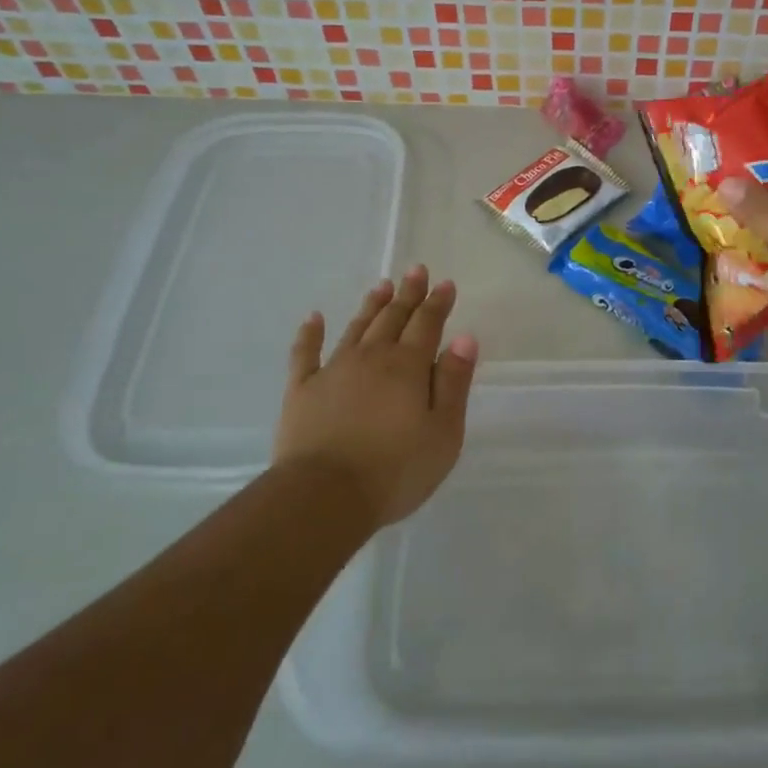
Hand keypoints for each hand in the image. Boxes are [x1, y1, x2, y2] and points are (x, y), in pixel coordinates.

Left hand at [273, 266, 477, 528]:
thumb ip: (454, 383)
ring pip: (357, 328)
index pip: (427, 325)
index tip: (445, 283)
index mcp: (408, 367)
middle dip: (408, 294)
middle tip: (415, 270)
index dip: (438, 303)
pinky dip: (310, 333)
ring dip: (371, 306)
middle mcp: (372, 358)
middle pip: (393, 318)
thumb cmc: (395, 470)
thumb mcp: (444, 433)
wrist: (324, 497)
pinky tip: (314, 318)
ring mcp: (334, 370)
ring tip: (381, 286)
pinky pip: (306, 353)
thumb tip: (464, 338)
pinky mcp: (302, 390)